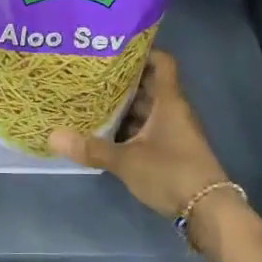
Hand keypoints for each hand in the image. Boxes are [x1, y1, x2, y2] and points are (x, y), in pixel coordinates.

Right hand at [49, 51, 230, 219]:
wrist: (208, 210)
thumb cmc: (170, 172)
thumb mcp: (126, 161)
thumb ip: (91, 148)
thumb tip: (52, 136)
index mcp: (169, 102)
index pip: (162, 63)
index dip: (142, 52)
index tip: (114, 51)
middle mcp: (174, 111)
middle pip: (150, 86)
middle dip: (123, 82)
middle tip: (92, 77)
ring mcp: (176, 132)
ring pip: (149, 110)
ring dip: (126, 108)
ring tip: (94, 103)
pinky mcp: (174, 151)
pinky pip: (150, 130)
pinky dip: (132, 129)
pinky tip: (108, 135)